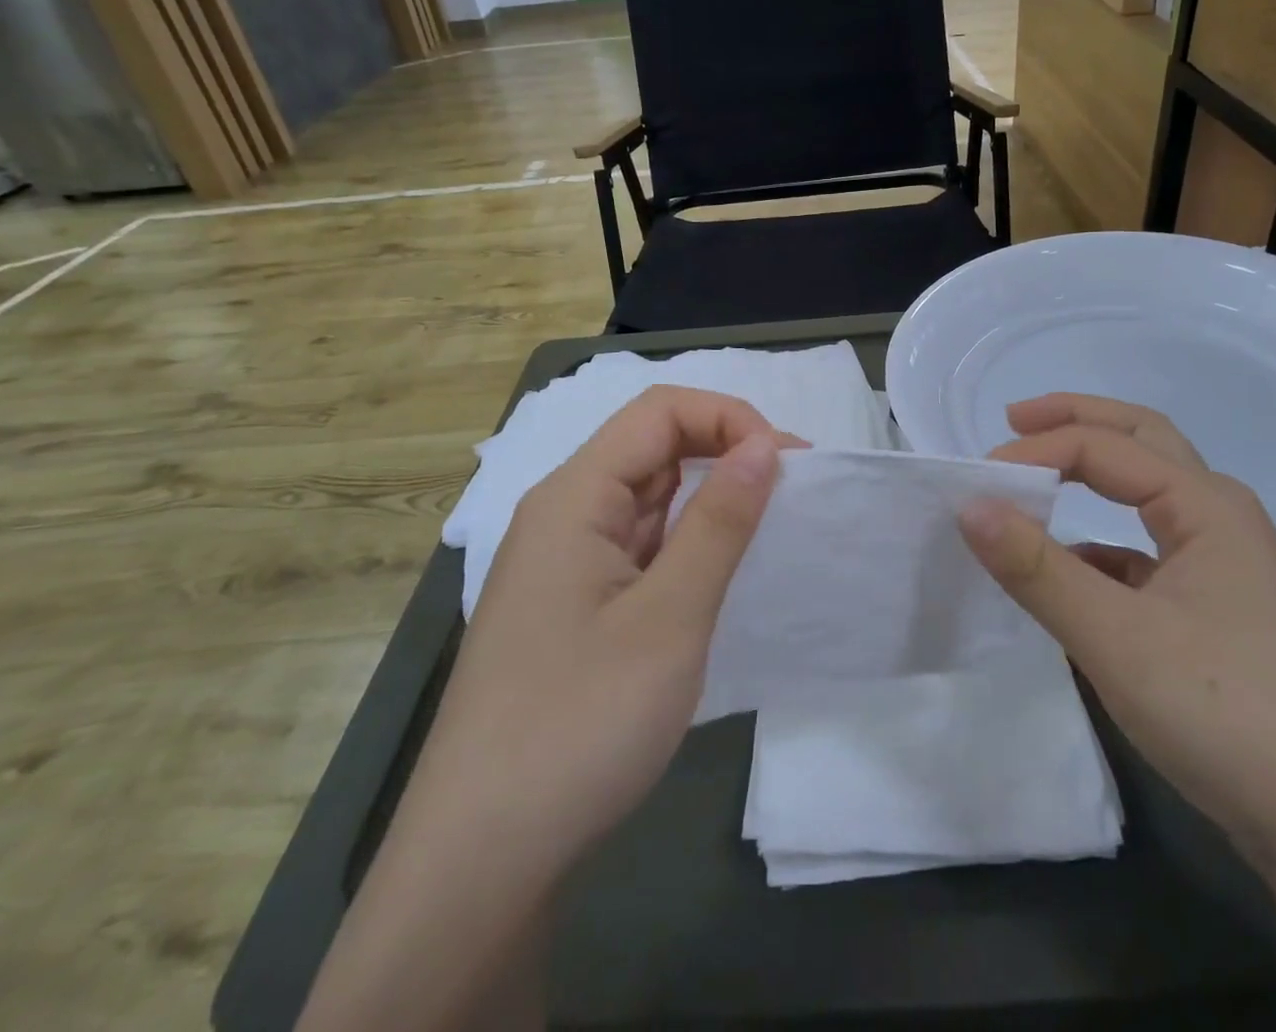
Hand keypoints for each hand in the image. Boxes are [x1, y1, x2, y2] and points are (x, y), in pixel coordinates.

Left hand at [432, 385, 790, 881]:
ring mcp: (567, 565)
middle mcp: (564, 516)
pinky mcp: (575, 608)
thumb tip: (765, 445)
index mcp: (573, 497)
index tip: (787, 464)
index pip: (659, 413)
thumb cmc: (578, 725)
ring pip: (649, 499)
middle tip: (794, 493)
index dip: (729, 419)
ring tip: (771, 530)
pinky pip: (641, 548)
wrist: (481, 863)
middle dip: (727, 453)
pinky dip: (688, 546)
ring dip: (710, 501)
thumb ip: (719, 522)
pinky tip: (723, 574)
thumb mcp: (669, 618)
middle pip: (652, 448)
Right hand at [958, 393, 1275, 871]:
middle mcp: (1221, 517)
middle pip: (1142, 440)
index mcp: (1207, 504)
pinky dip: (1101, 540)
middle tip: (1013, 418)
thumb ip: (1037, 568)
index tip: (979, 480)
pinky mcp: (1217, 608)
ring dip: (1093, 472)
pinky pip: (1148, 550)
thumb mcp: (1115, 638)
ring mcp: (1225, 564)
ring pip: (1148, 492)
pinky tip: (1070, 569)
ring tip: (1036, 478)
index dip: (1037, 451)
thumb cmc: (1226, 713)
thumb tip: (969, 504)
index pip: (1104, 448)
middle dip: (1076, 420)